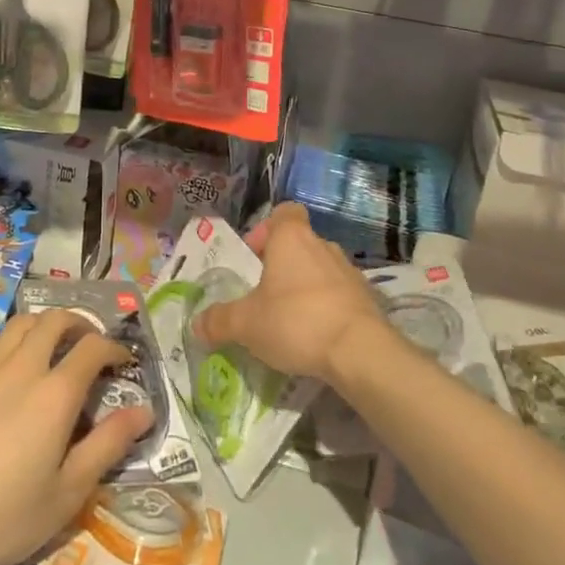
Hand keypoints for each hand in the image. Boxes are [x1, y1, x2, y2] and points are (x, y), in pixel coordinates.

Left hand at [0, 311, 153, 564]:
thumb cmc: (3, 515)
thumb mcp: (67, 492)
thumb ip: (108, 445)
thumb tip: (144, 411)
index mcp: (55, 392)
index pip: (93, 347)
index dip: (115, 348)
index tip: (124, 362)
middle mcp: (22, 366)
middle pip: (55, 319)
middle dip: (80, 324)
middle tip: (90, 345)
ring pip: (21, 323)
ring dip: (46, 325)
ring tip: (54, 348)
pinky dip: (14, 342)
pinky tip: (12, 368)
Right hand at [192, 202, 390, 384]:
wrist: (361, 352)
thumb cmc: (296, 321)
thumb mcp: (245, 324)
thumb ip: (219, 321)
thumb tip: (196, 324)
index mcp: (292, 238)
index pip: (284, 212)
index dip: (267, 229)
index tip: (254, 256)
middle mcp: (323, 246)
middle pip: (300, 243)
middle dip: (282, 265)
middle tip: (264, 294)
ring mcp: (350, 272)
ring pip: (321, 269)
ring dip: (305, 287)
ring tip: (289, 319)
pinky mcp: (368, 300)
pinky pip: (340, 295)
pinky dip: (327, 308)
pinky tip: (315, 336)